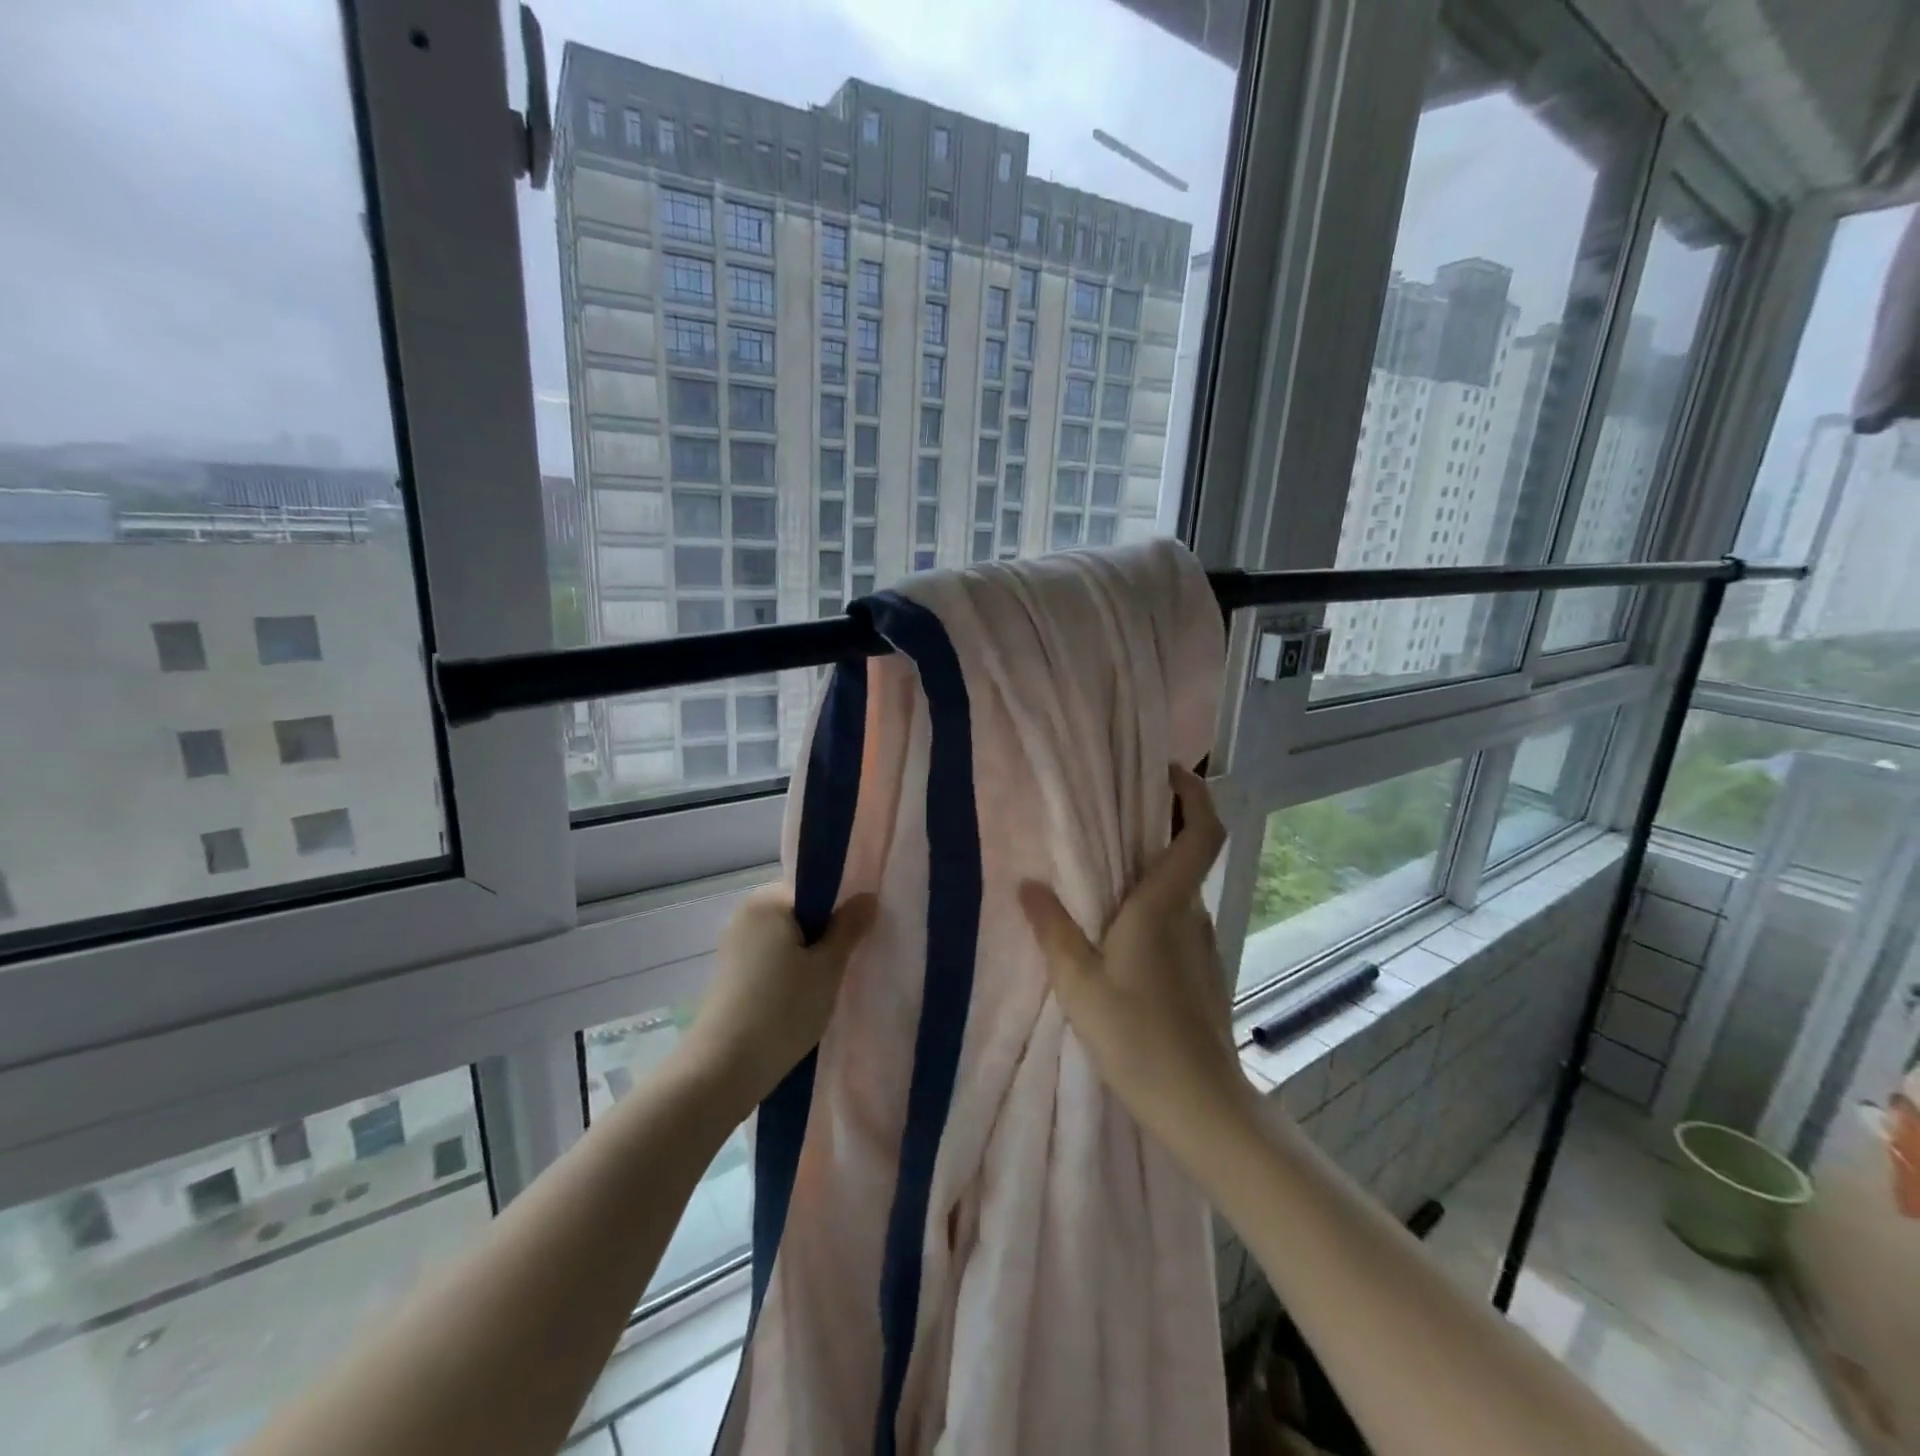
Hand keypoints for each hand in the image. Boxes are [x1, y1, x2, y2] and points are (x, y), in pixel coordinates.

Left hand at [680, 886, 877, 1113]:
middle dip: (826, 934)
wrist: (724, 1069)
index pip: (815, 889)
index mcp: (768, 900)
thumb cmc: (783, 1009)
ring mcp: (735, 944)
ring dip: (809, 955)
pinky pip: (771, 959)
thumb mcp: (827, 967)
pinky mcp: (732, 974)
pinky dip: (790, 971)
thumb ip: (849, 928)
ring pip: (787, 939)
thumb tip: (868, 896)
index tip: (860, 936)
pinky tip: (803, 998)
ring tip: (828, 984)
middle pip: (800, 913)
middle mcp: (747, 914)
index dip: (841, 909)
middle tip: (849, 962)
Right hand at [1019, 767, 1255, 1155]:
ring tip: (1107, 872)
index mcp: (1165, 905)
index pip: (1202, 832)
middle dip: (1162, 823)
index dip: (1193, 793)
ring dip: (1155, 868)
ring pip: (1182, 889)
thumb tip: (1027, 884)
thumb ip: (1052, 929)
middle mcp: (1192, 915)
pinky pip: (1180, 919)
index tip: (1166, 771)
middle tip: (1116, 813)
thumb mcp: (1079, 983)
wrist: (1200, 1104)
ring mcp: (1203, 944)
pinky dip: (1157, 905)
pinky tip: (1122, 932)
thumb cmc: (1136, 1036)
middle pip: (1190, 852)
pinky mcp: (1204, 971)